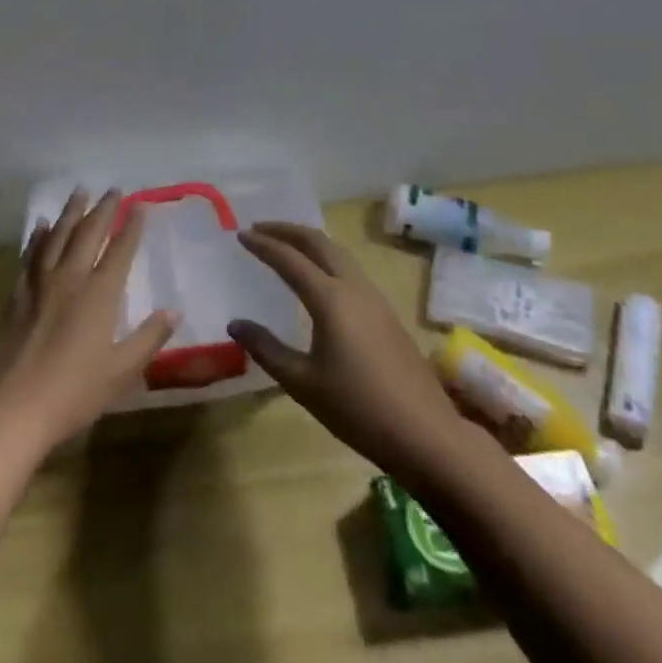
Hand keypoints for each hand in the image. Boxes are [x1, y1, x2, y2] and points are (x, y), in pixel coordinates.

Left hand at [0, 188, 179, 453]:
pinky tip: (42, 226)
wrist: (14, 406)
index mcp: (99, 295)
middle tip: (113, 189)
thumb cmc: (74, 392)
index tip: (140, 206)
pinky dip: (39, 237)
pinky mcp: (18, 294)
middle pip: (88, 234)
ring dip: (70, 212)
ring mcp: (40, 283)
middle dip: (103, 210)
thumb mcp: (121, 371)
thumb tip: (173, 311)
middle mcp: (70, 278)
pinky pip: (31, 255)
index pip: (120, 251)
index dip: (131, 227)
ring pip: (57, 236)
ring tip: (79, 192)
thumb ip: (148, 338)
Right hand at [228, 222, 466, 480]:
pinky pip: (350, 270)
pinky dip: (326, 260)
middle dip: (287, 230)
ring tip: (286, 246)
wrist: (426, 434)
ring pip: (338, 253)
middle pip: (318, 242)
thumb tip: (235, 323)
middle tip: (260, 228)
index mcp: (330, 299)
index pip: (289, 259)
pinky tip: (318, 279)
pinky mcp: (386, 314)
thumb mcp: (302, 383)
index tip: (240, 234)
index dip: (263, 244)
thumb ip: (266, 349)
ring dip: (309, 242)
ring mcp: (375, 299)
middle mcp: (353, 288)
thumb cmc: (358, 409)